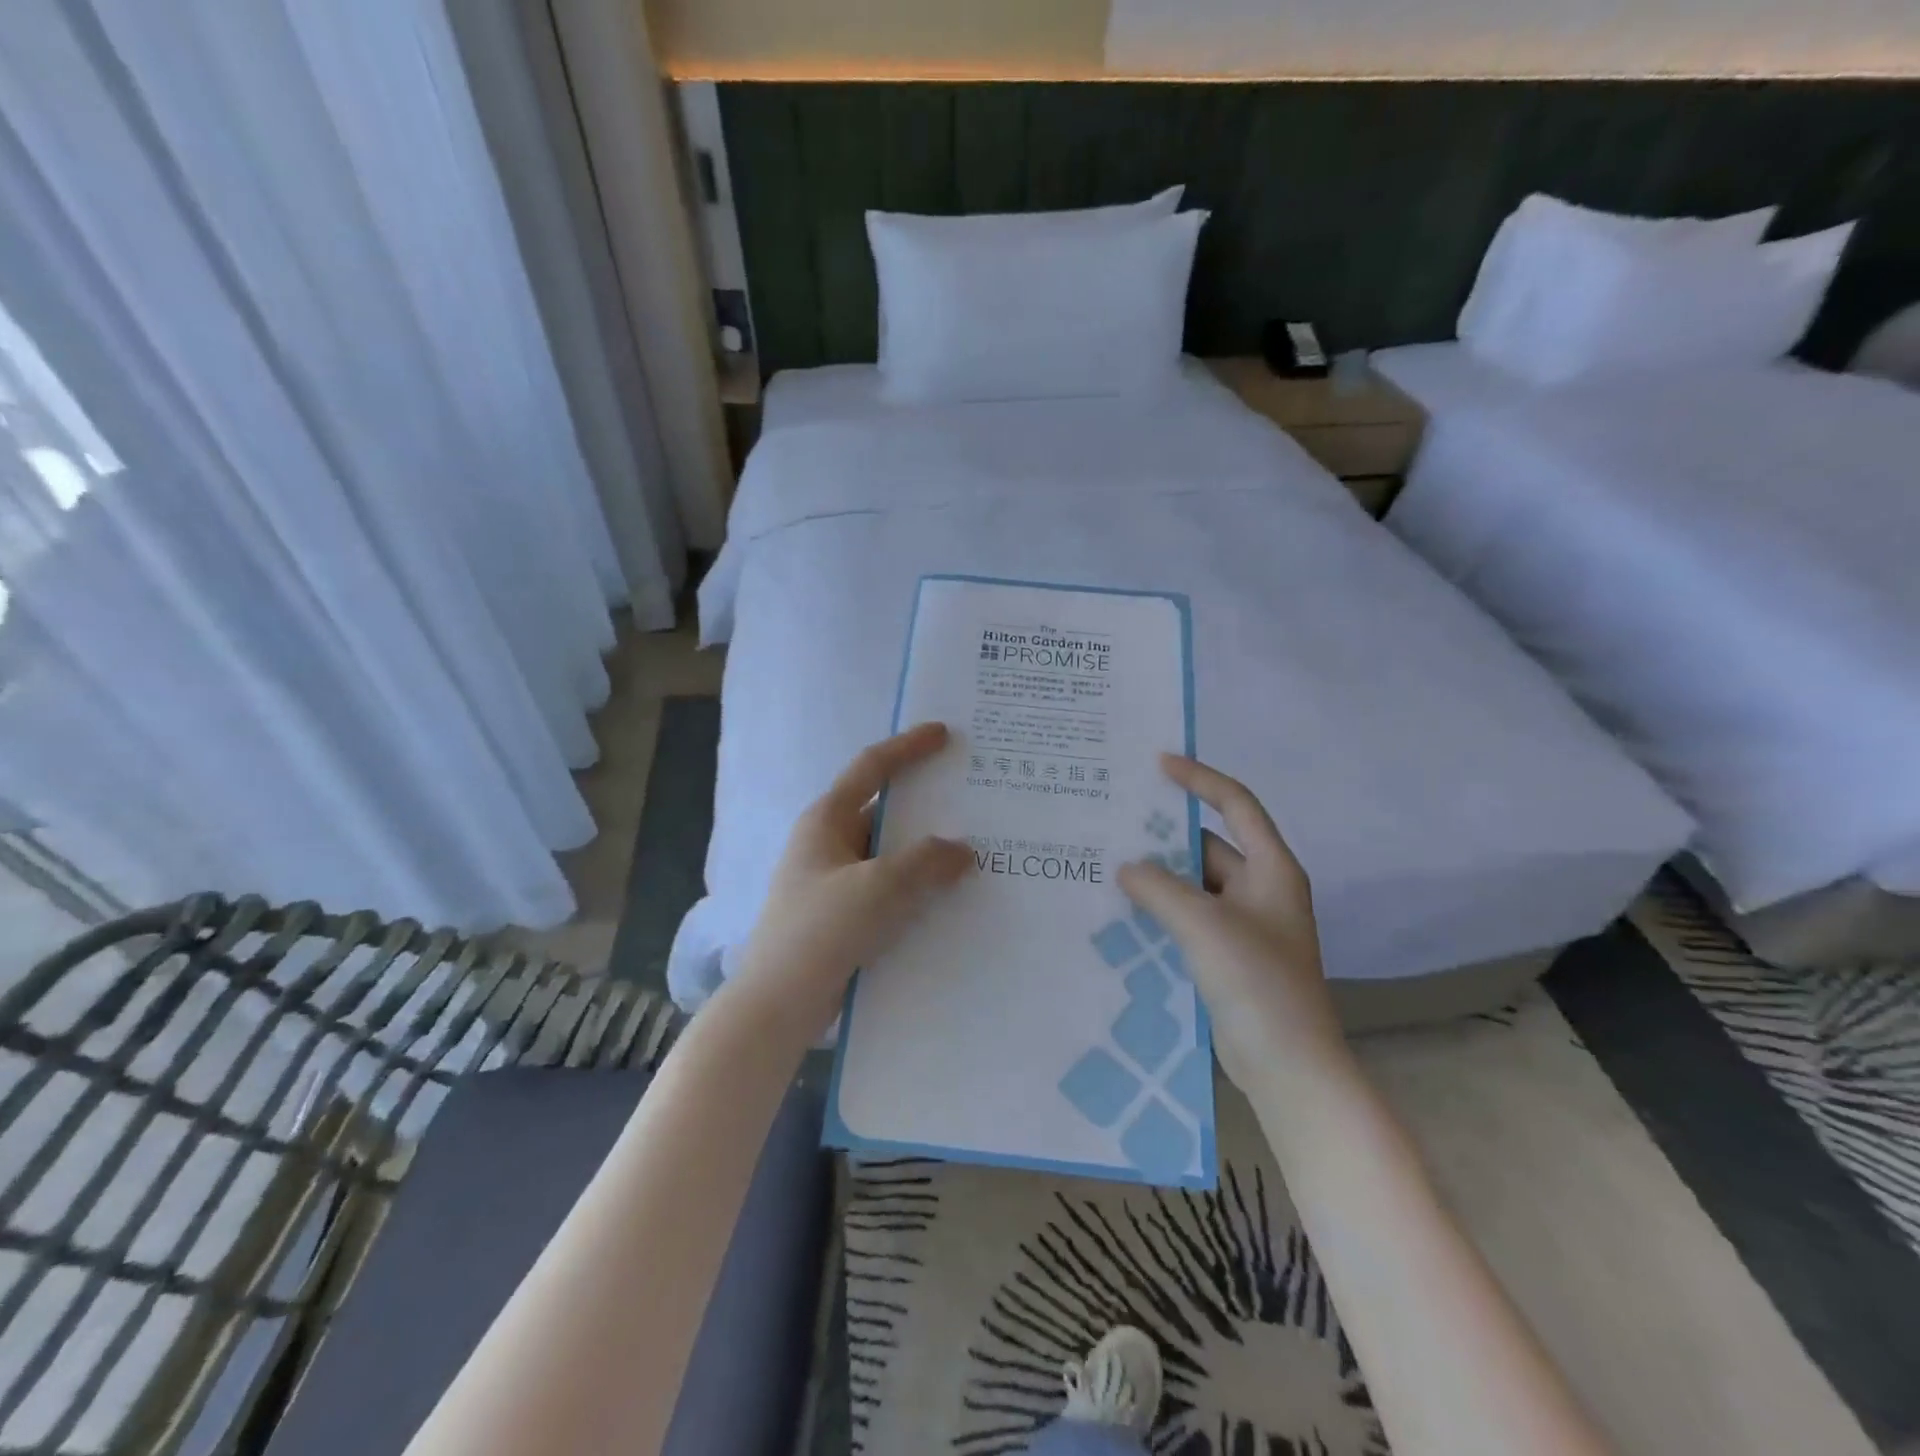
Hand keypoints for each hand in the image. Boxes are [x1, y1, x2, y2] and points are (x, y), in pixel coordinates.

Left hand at [734, 723, 972, 1037]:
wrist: (778, 1004)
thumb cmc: (823, 930)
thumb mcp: (881, 887)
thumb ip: (928, 862)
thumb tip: (963, 851)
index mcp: (827, 820)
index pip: (871, 768)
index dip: (908, 747)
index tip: (944, 733)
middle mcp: (828, 842)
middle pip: (884, 811)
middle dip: (927, 806)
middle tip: (973, 799)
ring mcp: (833, 881)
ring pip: (889, 854)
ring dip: (925, 853)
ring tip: (975, 851)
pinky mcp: (842, 916)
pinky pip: (887, 888)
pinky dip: (916, 887)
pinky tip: (949, 898)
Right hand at [1118, 755, 1344, 1088]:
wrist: (1288, 1067)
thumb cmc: (1257, 982)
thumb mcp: (1204, 924)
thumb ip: (1160, 888)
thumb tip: (1127, 867)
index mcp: (1271, 869)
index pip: (1236, 804)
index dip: (1199, 779)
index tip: (1158, 764)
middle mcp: (1260, 889)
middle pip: (1209, 845)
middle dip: (1165, 834)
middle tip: (1115, 820)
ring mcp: (1244, 925)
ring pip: (1194, 884)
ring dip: (1158, 875)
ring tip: (1108, 861)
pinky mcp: (1227, 955)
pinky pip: (1188, 917)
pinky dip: (1160, 909)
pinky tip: (1122, 911)